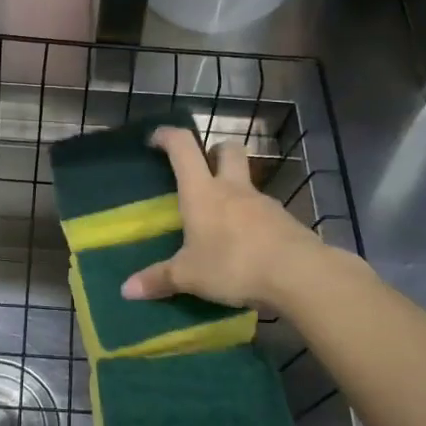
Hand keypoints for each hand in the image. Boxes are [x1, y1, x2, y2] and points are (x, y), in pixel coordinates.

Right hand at [121, 127, 327, 308]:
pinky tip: (245, 245)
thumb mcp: (189, 276)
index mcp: (203, 192)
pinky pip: (263, 212)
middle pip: (228, 150)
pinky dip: (251, 220)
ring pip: (247, 182)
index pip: (183, 147)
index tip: (156, 138)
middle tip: (201, 169)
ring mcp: (263, 203)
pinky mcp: (285, 222)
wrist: (298, 274)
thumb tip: (126, 289)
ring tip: (220, 220)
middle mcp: (233, 189)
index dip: (168, 136)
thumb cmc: (233, 264)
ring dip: (234, 190)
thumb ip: (159, 279)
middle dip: (213, 151)